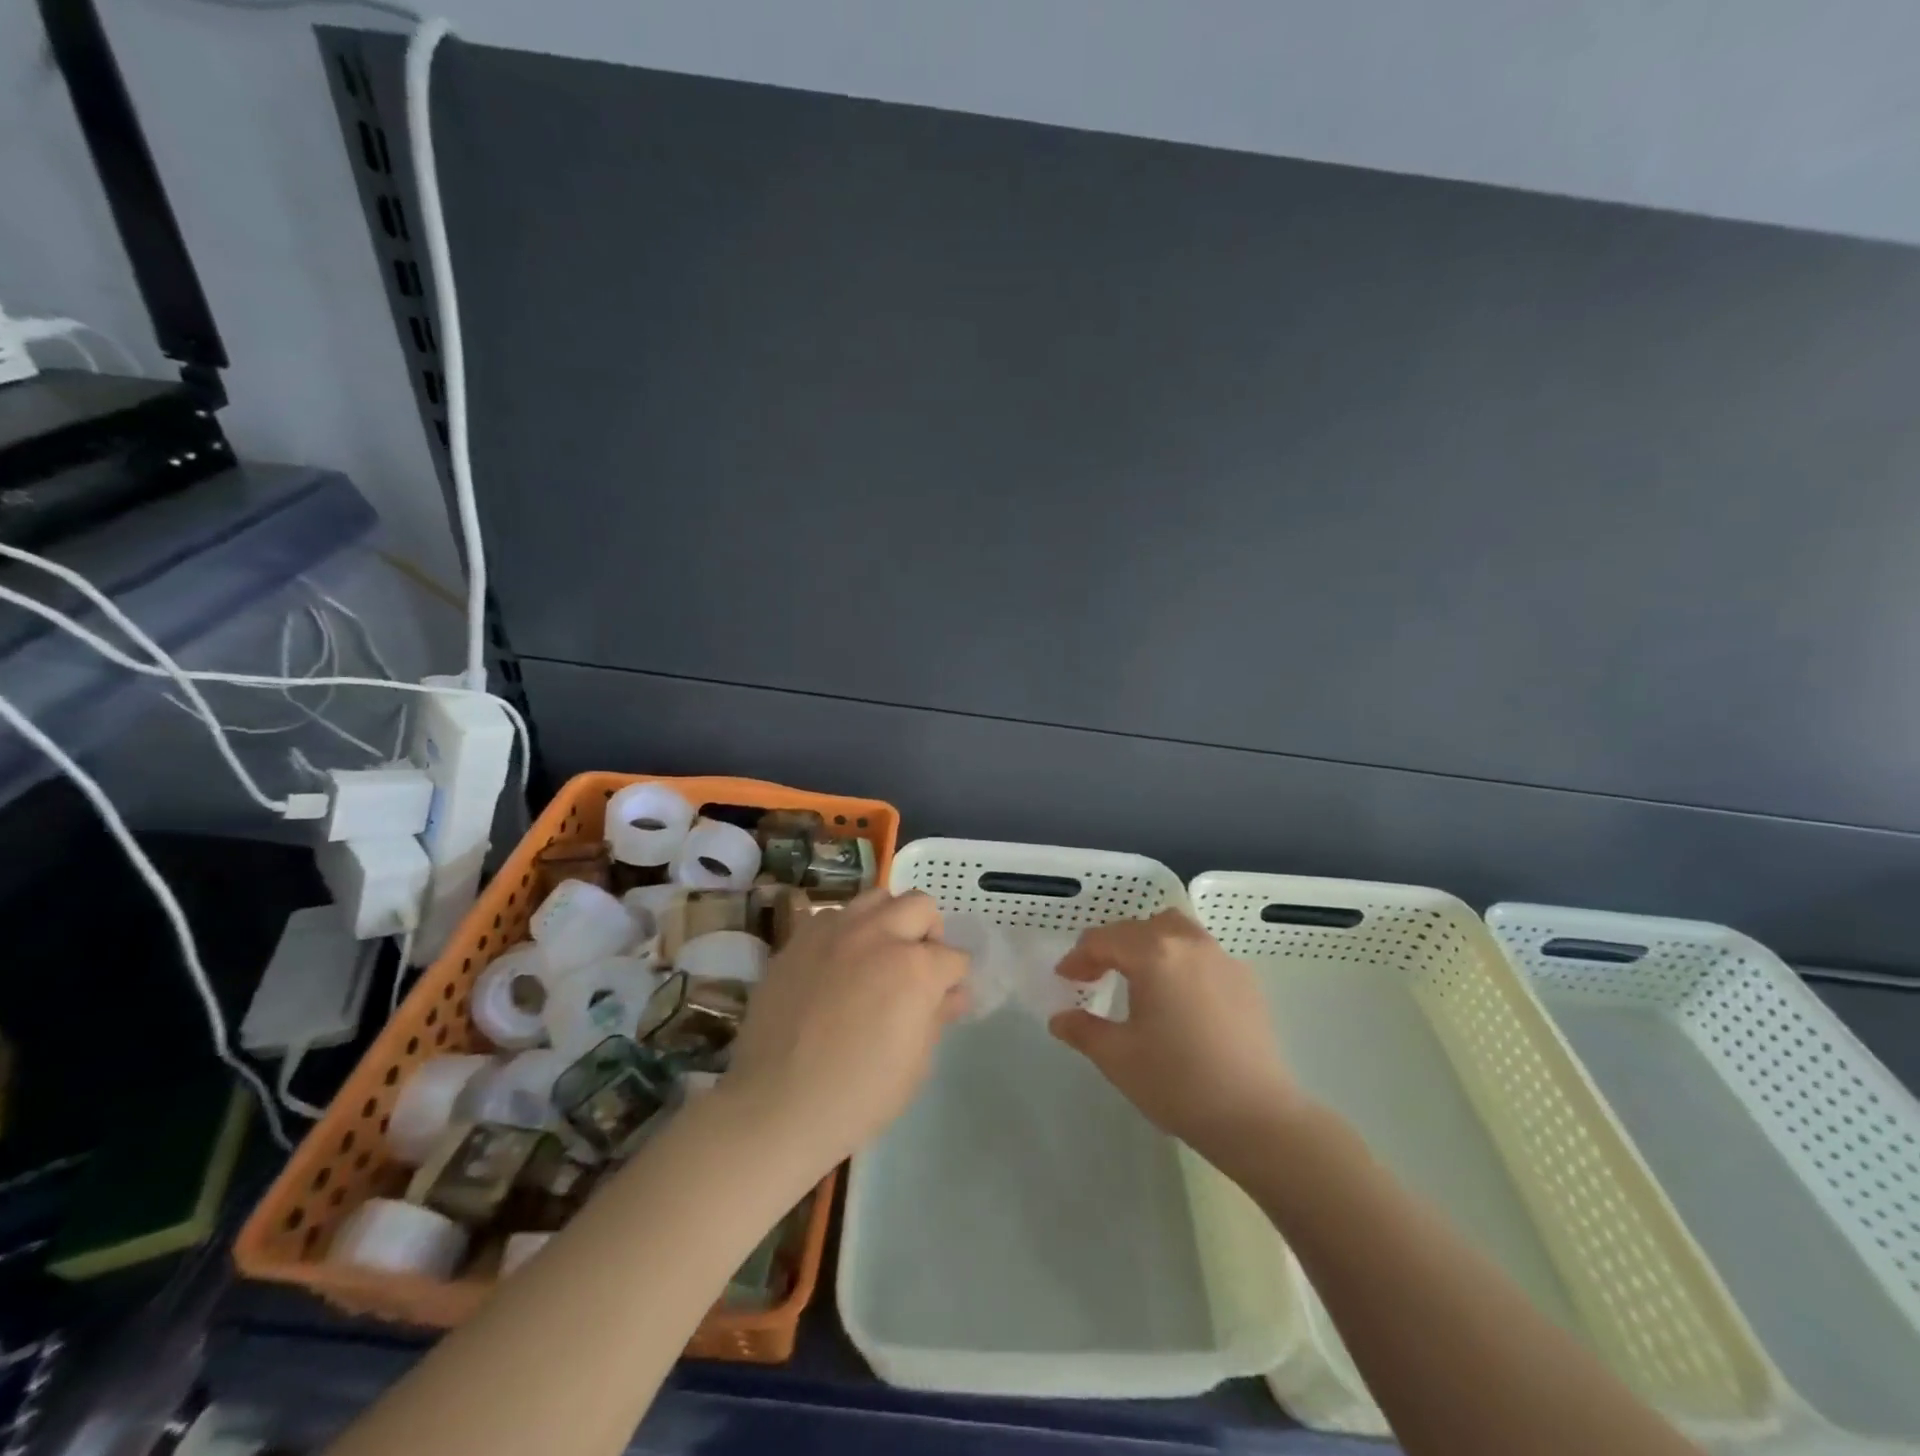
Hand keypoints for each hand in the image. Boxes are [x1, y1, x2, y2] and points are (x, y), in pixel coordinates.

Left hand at [720, 888, 968, 1171]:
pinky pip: (834, 916)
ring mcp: (835, 931)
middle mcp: (878, 935)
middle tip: (916, 967)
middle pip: (921, 906)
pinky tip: (838, 964)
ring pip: (877, 898)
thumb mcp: (916, 1064)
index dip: (954, 980)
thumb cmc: (859, 1095)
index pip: (954, 957)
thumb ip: (937, 1016)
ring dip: (888, 921)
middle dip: (928, 934)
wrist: (777, 1106)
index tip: (945, 997)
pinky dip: (846, 931)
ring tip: (877, 955)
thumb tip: (952, 994)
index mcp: (915, 968)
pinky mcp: (800, 938)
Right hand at [1050, 910, 1302, 1164]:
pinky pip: (1201, 951)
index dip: (1078, 958)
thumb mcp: (1118, 1057)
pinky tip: (1177, 995)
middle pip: (1138, 928)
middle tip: (1094, 976)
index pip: (1103, 940)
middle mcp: (1188, 942)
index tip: (1065, 979)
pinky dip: (1178, 958)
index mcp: (1153, 954)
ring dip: (1147, 944)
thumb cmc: (1177, 1083)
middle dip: (1110, 947)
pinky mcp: (1245, 978)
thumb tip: (1060, 1019)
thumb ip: (1082, 1030)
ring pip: (1174, 930)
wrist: (1256, 1117)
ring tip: (1136, 975)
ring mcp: (1221, 957)